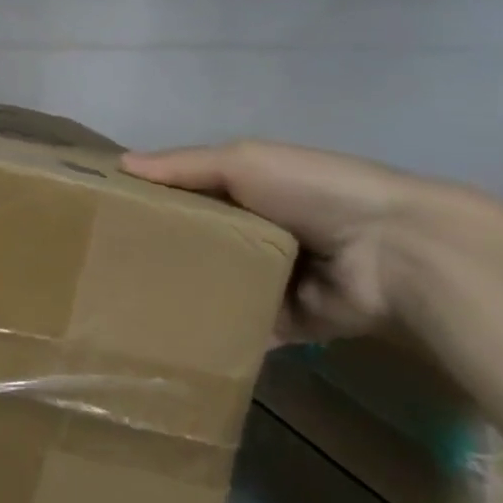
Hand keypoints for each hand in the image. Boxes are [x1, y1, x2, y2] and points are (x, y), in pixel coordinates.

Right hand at [121, 141, 447, 343]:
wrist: (396, 251)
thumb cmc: (314, 192)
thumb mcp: (244, 161)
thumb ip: (183, 165)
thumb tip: (120, 163)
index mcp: (251, 192)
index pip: (190, 196)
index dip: (152, 202)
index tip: (106, 215)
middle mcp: (259, 235)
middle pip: (199, 245)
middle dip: (161, 254)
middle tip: (107, 268)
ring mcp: (274, 282)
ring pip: (216, 289)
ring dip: (184, 296)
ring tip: (125, 307)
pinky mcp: (287, 324)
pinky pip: (242, 329)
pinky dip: (216, 334)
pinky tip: (168, 341)